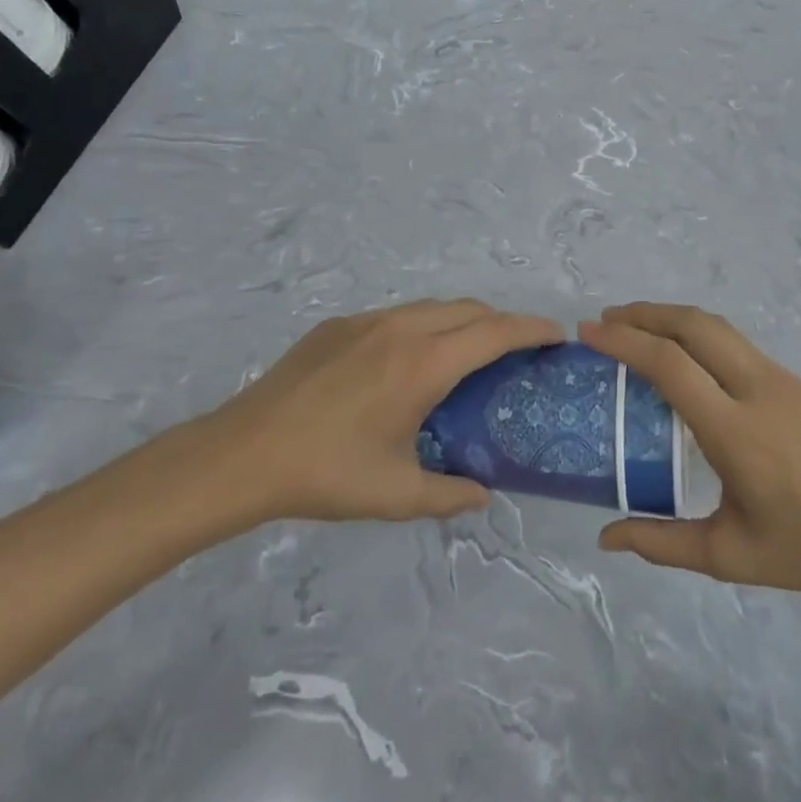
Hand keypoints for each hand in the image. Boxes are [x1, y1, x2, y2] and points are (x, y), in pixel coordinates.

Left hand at [177, 300, 562, 534]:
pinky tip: (408, 362)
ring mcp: (366, 321)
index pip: (495, 332)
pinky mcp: (338, 324)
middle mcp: (401, 328)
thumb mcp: (396, 494)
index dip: (532, 328)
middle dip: (501, 322)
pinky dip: (423, 326)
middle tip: (516, 352)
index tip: (557, 335)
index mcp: (423, 364)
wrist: (243, 452)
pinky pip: (397, 315)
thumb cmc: (327, 473)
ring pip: (432, 307)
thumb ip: (450, 494)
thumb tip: (483, 495)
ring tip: (467, 355)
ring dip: (461, 321)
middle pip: (469, 309)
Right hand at [581, 304, 800, 611]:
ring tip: (636, 326)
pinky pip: (733, 341)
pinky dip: (695, 331)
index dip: (624, 341)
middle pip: (693, 325)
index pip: (670, 364)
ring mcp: (778, 377)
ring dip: (670, 316)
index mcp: (735, 430)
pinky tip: (683, 354)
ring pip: (716, 325)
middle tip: (607, 319)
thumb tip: (605, 536)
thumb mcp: (731, 555)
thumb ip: (663, 543)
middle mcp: (755, 388)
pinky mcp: (791, 379)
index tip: (589, 331)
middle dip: (645, 313)